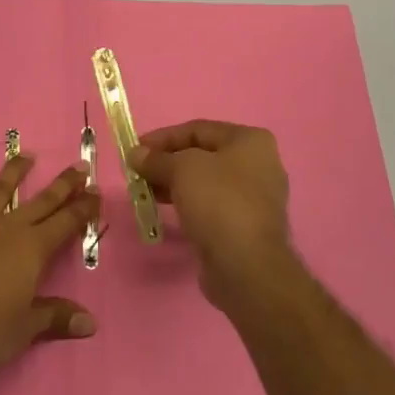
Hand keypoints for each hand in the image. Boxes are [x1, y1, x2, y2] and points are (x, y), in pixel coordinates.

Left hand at [0, 156, 99, 372]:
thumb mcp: (26, 329)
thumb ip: (55, 317)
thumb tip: (89, 323)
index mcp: (31, 249)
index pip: (65, 223)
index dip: (83, 208)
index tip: (96, 191)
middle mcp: (5, 230)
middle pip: (40, 202)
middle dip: (62, 185)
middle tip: (78, 166)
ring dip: (11, 174)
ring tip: (25, 154)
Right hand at [130, 120, 293, 307]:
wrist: (247, 266)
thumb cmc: (218, 202)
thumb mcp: (182, 170)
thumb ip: (157, 159)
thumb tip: (136, 154)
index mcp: (250, 141)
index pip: (198, 129)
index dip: (163, 137)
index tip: (135, 150)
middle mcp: (259, 164)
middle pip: (202, 155)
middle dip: (167, 162)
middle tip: (138, 173)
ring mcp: (255, 197)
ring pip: (205, 182)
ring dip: (173, 184)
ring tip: (145, 192)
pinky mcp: (246, 225)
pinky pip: (211, 205)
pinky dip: (188, 203)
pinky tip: (166, 210)